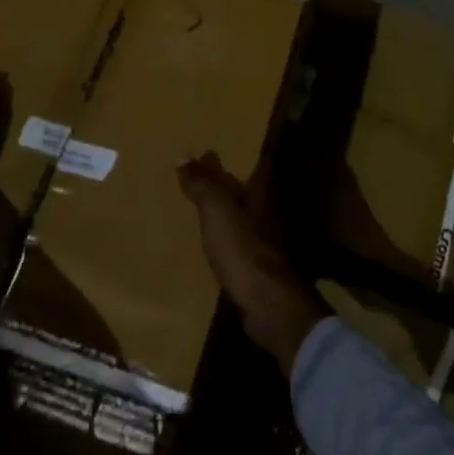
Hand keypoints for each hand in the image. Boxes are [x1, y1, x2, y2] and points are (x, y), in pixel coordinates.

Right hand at [178, 152, 328, 376]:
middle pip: (244, 190)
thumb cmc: (243, 249)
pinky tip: (213, 241)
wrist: (269, 304)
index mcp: (259, 194)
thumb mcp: (217, 211)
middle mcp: (267, 212)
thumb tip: (183, 152)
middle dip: (225, 183)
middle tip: (199, 175)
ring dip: (225, 211)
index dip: (226, 160)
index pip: (247, 165)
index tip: (206, 150)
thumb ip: (202, 184)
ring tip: (202, 207)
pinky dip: (226, 236)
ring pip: (242, 215)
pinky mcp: (260, 266)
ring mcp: (266, 240)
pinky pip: (239, 240)